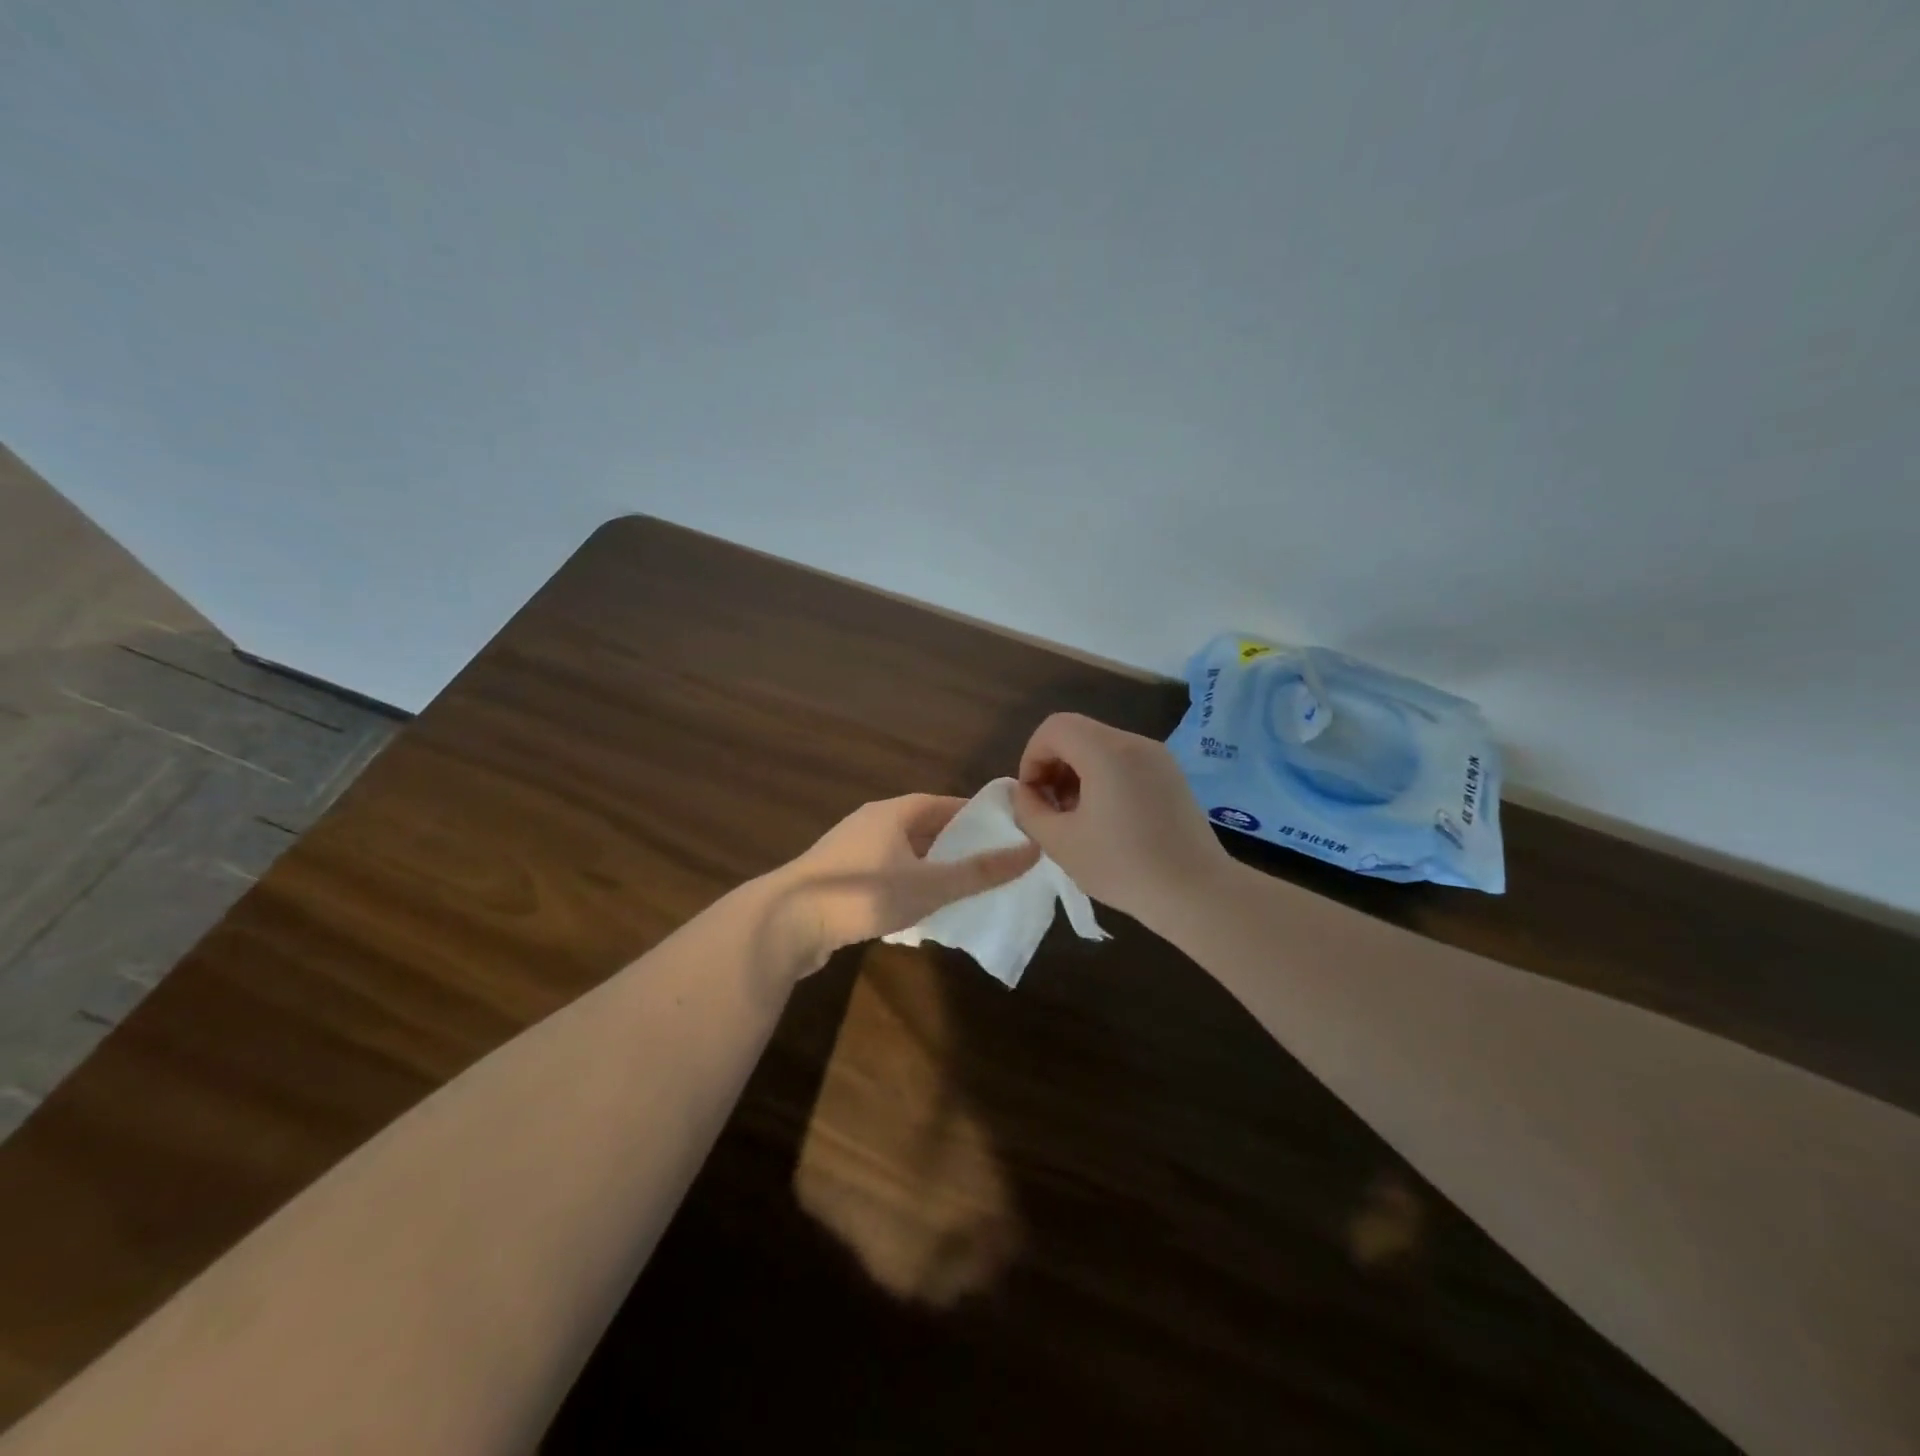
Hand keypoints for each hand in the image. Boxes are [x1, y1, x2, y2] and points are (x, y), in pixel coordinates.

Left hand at [772, 795, 1040, 969]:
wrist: (786, 922)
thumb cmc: (863, 894)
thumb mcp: (930, 885)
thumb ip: (980, 872)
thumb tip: (1032, 849)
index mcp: (895, 812)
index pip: (945, 804)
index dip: (976, 817)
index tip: (1005, 834)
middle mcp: (871, 822)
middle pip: (923, 827)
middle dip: (955, 846)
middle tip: (989, 867)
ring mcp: (849, 850)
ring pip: (902, 853)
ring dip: (929, 868)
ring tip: (959, 890)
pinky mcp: (836, 878)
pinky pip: (882, 874)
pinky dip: (904, 885)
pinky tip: (916, 912)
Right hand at [1010, 713, 1230, 932]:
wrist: (1197, 893)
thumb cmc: (1123, 867)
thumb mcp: (1060, 843)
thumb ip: (1030, 810)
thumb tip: (1025, 794)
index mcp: (1106, 751)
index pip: (1054, 728)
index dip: (1032, 758)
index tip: (1033, 798)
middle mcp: (1135, 743)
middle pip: (1078, 734)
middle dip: (1053, 767)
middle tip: (1050, 810)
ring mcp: (1159, 758)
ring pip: (1101, 748)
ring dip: (1077, 774)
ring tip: (1076, 819)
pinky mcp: (1172, 776)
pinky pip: (1126, 763)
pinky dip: (1104, 780)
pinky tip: (1107, 821)